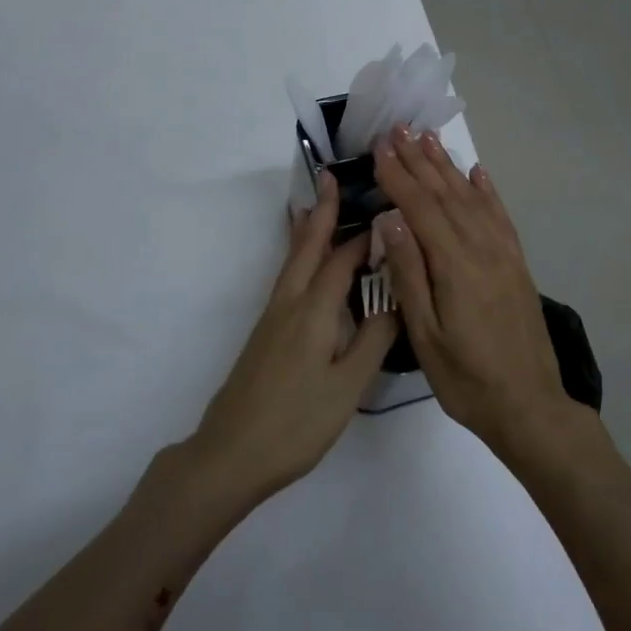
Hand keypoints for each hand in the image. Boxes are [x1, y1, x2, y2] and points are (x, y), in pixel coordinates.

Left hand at [187, 171, 396, 509]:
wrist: (232, 451)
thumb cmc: (296, 421)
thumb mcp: (347, 386)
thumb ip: (373, 340)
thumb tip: (397, 300)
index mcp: (312, 311)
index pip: (341, 260)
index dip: (362, 235)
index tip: (383, 209)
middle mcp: (288, 303)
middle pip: (306, 247)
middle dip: (322, 212)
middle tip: (333, 178)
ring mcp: (272, 317)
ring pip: (292, 261)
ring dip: (307, 230)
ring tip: (318, 207)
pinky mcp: (265, 332)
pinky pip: (287, 278)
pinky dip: (299, 256)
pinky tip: (305, 264)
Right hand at [373, 125, 578, 461]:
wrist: (529, 406)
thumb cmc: (466, 378)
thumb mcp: (425, 334)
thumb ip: (409, 273)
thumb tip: (390, 218)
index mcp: (455, 264)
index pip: (419, 207)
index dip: (397, 175)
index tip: (378, 147)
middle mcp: (482, 247)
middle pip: (445, 193)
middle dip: (419, 159)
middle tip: (398, 128)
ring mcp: (504, 253)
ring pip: (471, 197)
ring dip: (447, 166)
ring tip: (428, 138)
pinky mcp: (517, 263)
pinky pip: (499, 215)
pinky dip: (485, 189)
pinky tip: (476, 172)